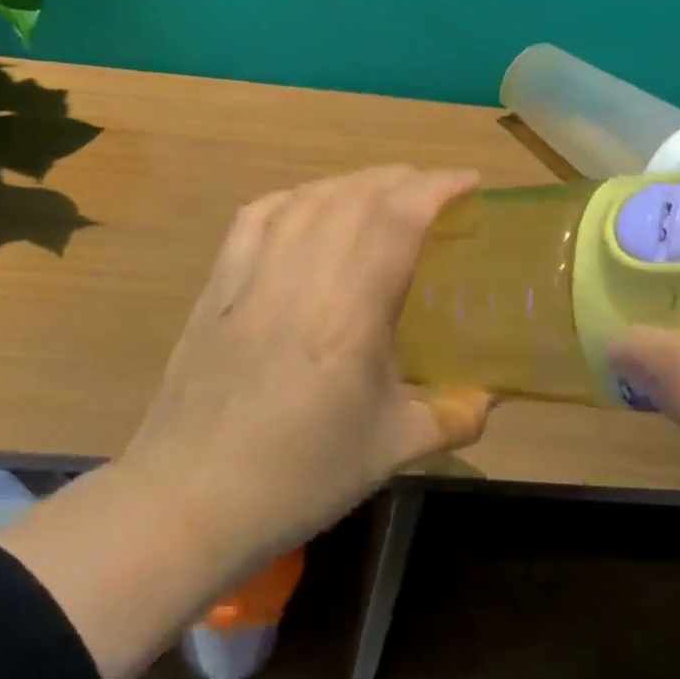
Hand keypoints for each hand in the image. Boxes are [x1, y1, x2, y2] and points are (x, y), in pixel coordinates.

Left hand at [0, 166, 490, 678]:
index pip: (397, 220)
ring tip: (379, 191)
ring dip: (351, 183)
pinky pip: (253, 219)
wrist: (190, 499)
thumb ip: (450, 418)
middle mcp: (301, 279)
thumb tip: (488, 400)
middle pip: (354, 197)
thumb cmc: (298, 478)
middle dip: (402, 179)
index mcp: (350, 315)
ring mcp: (251, 277)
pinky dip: (291, 199)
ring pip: (306, 200)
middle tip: (433, 190)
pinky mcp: (217, 288)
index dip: (437, 187)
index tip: (469, 181)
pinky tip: (305, 205)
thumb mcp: (389, 452)